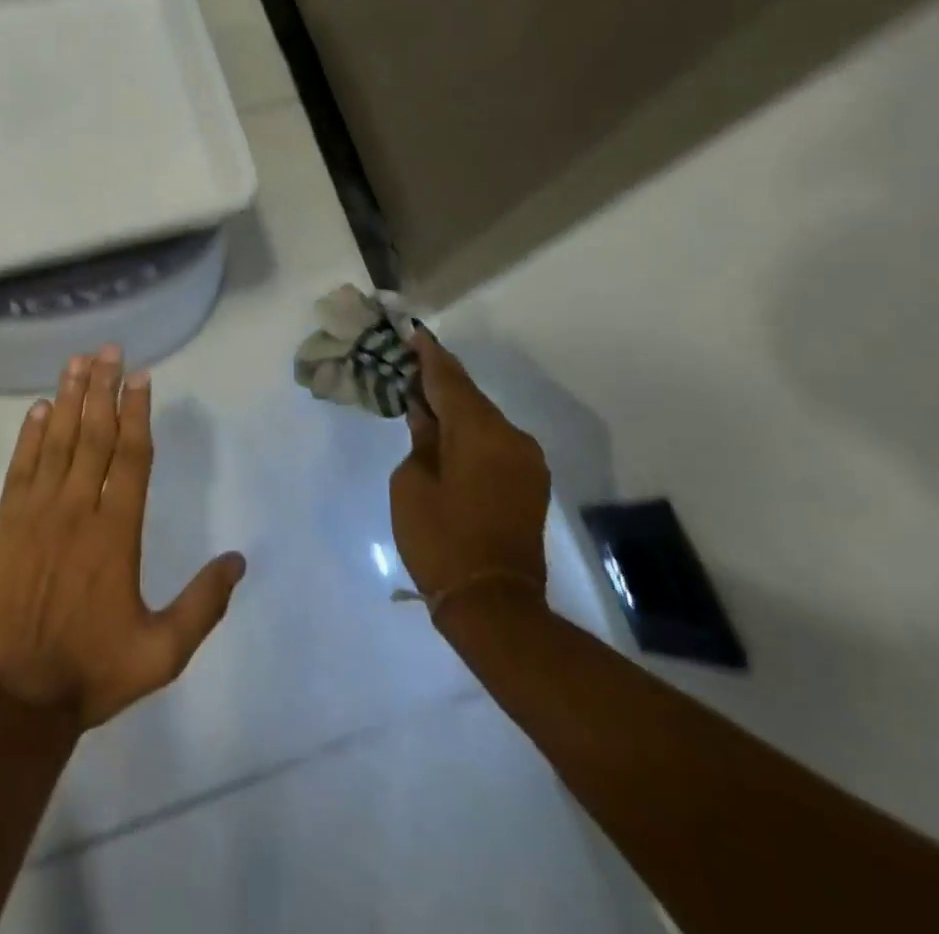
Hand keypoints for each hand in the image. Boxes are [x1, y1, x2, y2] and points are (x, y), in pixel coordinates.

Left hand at [0, 345, 247, 728]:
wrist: (15, 700)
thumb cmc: (93, 672)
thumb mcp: (163, 652)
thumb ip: (203, 604)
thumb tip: (238, 561)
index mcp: (117, 533)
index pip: (131, 457)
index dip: (137, 412)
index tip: (141, 377)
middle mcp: (78, 510)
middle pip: (95, 435)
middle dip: (104, 388)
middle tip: (110, 349)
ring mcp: (37, 513)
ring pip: (58, 442)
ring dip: (70, 398)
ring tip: (78, 360)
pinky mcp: (5, 524)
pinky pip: (21, 467)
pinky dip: (30, 435)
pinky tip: (39, 408)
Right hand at [390, 333, 549, 617]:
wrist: (493, 604)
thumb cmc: (440, 539)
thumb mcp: (412, 483)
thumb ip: (422, 439)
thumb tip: (427, 416)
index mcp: (481, 432)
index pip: (449, 380)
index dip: (428, 356)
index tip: (412, 333)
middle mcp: (511, 437)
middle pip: (470, 396)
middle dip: (439, 378)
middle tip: (408, 362)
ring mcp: (526, 460)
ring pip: (483, 418)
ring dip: (454, 406)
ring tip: (421, 396)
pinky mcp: (529, 481)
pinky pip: (494, 440)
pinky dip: (469, 430)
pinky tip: (446, 430)